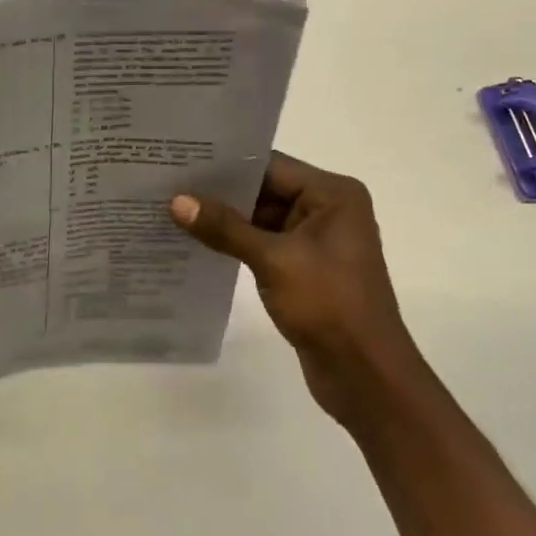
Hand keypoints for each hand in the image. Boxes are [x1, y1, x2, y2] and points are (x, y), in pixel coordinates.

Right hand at [170, 153, 423, 426]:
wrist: (365, 377)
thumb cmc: (329, 305)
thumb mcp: (274, 260)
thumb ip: (226, 228)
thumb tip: (177, 200)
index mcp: (333, 194)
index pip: (272, 166)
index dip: (228, 164)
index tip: (184, 159)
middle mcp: (328, 210)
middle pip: (266, 190)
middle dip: (222, 192)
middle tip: (170, 182)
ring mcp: (317, 241)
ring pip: (263, 219)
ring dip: (226, 220)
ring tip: (174, 209)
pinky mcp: (305, 270)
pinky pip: (265, 246)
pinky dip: (237, 245)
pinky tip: (198, 243)